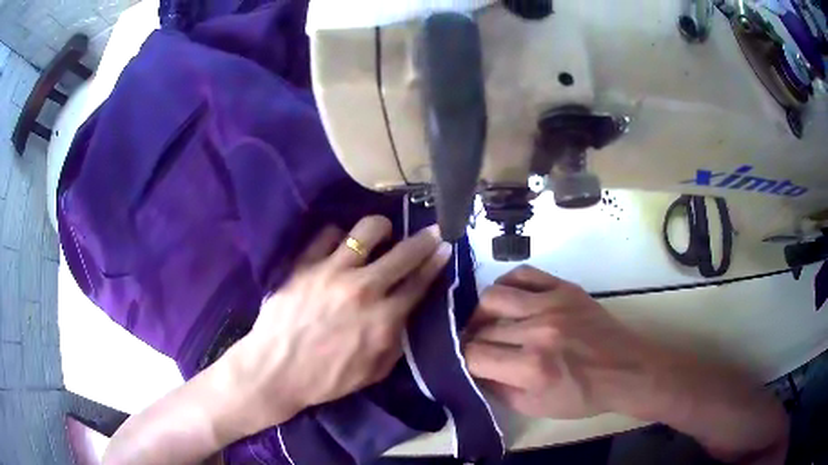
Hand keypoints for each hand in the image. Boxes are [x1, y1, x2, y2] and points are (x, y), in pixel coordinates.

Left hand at [227, 216, 451, 433]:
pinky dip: (338, 236)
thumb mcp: (374, 371)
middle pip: (404, 252)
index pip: (419, 282)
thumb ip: (396, 340)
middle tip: (431, 231)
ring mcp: (332, 272)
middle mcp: (363, 288)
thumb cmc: (327, 379)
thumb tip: (406, 313)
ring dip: (381, 228)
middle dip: (424, 239)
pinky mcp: (305, 265)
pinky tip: (340, 244)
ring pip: (367, 230)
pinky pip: (327, 234)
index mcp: (384, 318)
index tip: (445, 246)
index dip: (436, 261)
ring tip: (381, 233)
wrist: (276, 371)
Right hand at [463, 265, 658, 419]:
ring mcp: (553, 304)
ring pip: (494, 295)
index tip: (467, 363)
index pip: (474, 356)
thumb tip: (472, 370)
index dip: (463, 360)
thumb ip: (497, 390)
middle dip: (472, 340)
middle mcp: (538, 332)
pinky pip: (523, 273)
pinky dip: (507, 284)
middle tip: (479, 347)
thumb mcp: (536, 408)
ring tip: (489, 322)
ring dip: (483, 312)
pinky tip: (509, 300)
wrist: (625, 369)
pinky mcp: (565, 288)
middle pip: (482, 328)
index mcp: (531, 368)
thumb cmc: (582, 395)